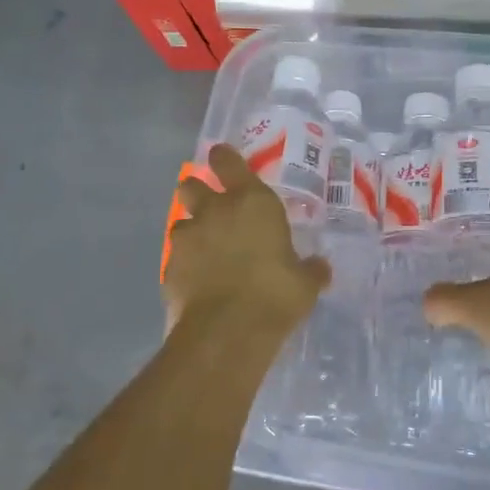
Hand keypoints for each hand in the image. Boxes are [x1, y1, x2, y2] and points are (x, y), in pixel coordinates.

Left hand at [165, 143, 330, 339]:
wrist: (226, 332)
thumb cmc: (274, 295)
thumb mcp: (305, 284)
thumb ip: (310, 270)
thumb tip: (320, 267)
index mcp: (251, 202)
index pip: (229, 162)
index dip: (223, 157)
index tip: (221, 157)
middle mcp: (214, 211)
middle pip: (192, 185)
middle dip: (197, 190)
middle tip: (210, 206)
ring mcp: (187, 239)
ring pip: (181, 222)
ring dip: (192, 232)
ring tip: (206, 252)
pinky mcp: (169, 268)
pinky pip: (177, 258)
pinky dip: (186, 265)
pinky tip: (198, 282)